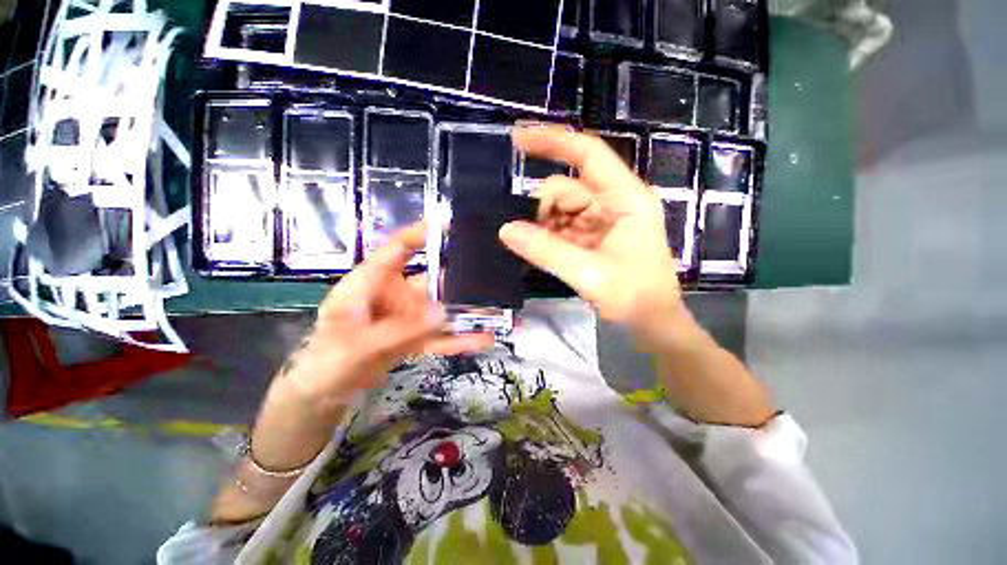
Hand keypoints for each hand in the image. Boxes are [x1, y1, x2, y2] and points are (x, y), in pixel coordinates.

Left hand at [281, 222, 492, 415]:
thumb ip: (400, 331)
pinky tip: (483, 339)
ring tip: (495, 310)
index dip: (421, 234)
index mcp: (371, 282)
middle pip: (431, 278)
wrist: (325, 393)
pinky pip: (440, 334)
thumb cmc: (328, 361)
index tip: (450, 224)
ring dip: (465, 311)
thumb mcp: (358, 346)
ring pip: (441, 308)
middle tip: (491, 274)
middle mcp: (394, 293)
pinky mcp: (415, 335)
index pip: (397, 249)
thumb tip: (443, 312)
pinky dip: (460, 337)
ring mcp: (407, 316)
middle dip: (460, 278)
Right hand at [500, 125, 687, 345]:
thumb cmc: (633, 297)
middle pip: (568, 188)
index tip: (517, 138)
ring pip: (563, 209)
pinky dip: (550, 235)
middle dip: (544, 208)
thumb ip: (546, 250)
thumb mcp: (589, 273)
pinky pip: (565, 226)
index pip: (588, 154)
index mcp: (625, 198)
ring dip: (545, 225)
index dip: (553, 141)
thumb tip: (506, 230)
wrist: (652, 322)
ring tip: (538, 248)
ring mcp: (604, 219)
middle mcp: (615, 202)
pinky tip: (543, 250)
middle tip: (527, 234)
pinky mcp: (595, 236)